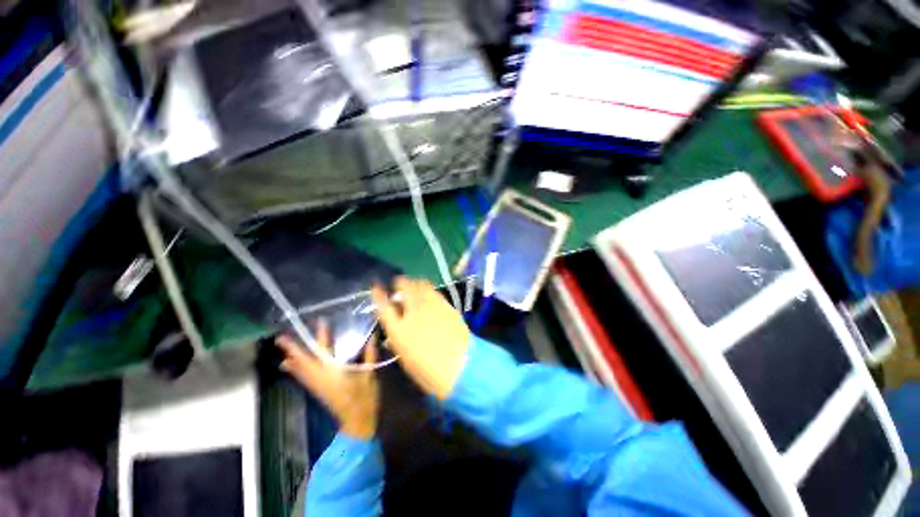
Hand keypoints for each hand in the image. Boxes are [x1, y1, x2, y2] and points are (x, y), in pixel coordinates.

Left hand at [276, 320, 379, 438]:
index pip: (324, 351)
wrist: (357, 421)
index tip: (319, 322)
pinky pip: (304, 377)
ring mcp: (318, 385)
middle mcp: (321, 377)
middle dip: (293, 350)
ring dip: (292, 360)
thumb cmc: (364, 398)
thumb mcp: (369, 374)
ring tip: (283, 352)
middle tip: (280, 338)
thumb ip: (370, 355)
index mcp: (334, 372)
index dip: (322, 336)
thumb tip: (372, 337)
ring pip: (301, 371)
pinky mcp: (319, 390)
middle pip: (304, 362)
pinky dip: (297, 370)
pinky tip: (292, 368)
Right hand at [371, 277, 470, 400]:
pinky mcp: (446, 305)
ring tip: (413, 285)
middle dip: (399, 282)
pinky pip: (434, 291)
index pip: (383, 306)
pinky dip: (428, 289)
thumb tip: (397, 326)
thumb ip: (399, 337)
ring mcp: (431, 306)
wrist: (460, 366)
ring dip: (414, 283)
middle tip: (398, 283)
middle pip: (404, 288)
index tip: (376, 287)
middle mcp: (413, 312)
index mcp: (399, 330)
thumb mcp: (406, 357)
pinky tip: (429, 294)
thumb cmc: (429, 371)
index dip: (378, 294)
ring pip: (420, 285)